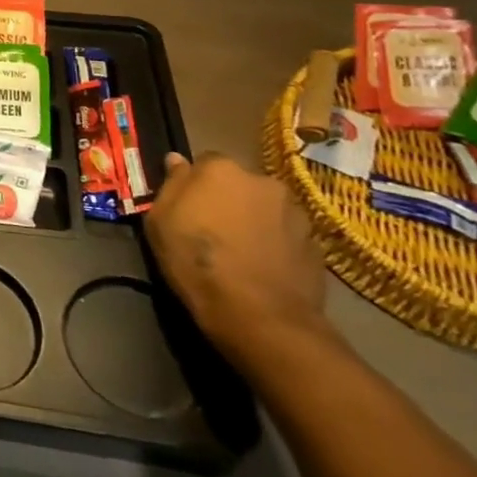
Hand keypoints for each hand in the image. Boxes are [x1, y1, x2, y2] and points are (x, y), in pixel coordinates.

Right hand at [143, 152, 333, 373]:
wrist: (259, 315)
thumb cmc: (196, 261)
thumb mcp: (160, 221)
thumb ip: (171, 184)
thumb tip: (176, 160)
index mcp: (221, 169)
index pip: (204, 163)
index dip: (195, 184)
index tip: (188, 207)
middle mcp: (263, 181)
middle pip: (239, 184)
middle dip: (228, 200)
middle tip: (214, 229)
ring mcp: (296, 212)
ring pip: (266, 208)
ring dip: (254, 220)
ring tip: (242, 251)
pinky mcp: (316, 244)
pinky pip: (287, 235)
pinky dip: (276, 244)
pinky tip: (263, 267)